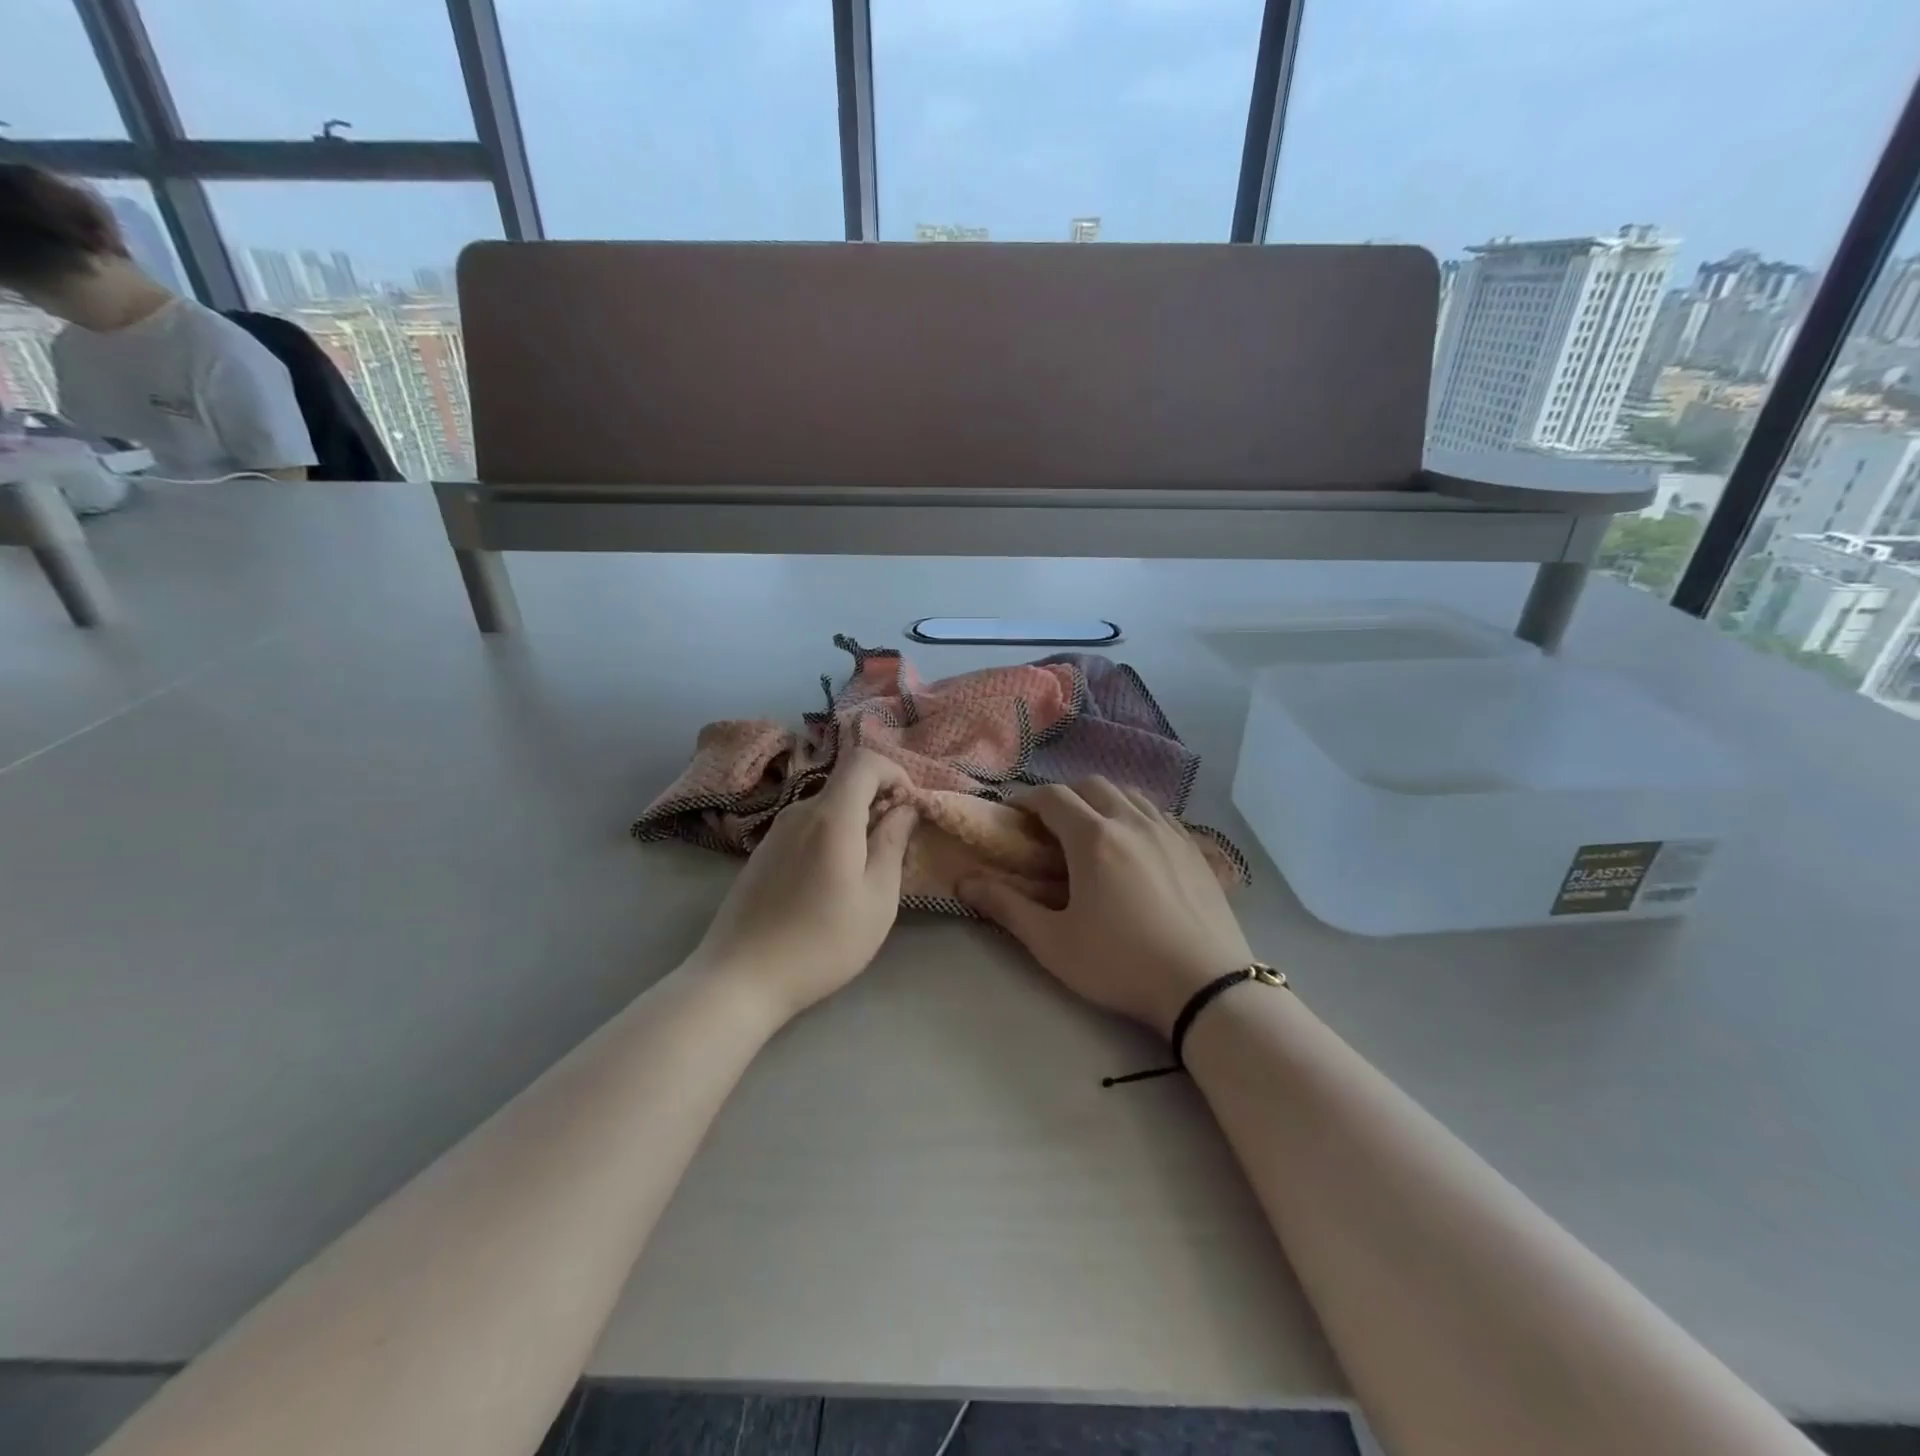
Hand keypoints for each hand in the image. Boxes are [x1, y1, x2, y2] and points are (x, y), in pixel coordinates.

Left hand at [689, 748, 918, 1021]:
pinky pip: (807, 827)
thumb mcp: (877, 899)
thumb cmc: (821, 942)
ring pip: (827, 807)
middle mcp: (799, 811)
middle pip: (846, 783)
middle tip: (896, 845)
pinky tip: (831, 883)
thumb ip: (893, 843)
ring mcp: (775, 831)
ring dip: (855, 822)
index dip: (894, 772)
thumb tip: (905, 807)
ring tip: (867, 870)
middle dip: (879, 800)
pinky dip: (831, 836)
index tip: (910, 807)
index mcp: (831, 816)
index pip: (864, 760)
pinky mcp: (763, 853)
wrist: (740, 978)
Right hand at [959, 779, 1252, 1037]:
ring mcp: (1168, 831)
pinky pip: (1158, 813)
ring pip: (1129, 794)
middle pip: (1091, 785)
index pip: (1052, 797)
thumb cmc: (1121, 964)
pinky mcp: (1195, 848)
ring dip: (1102, 802)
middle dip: (1064, 797)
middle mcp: (1131, 821)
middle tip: (1050, 827)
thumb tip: (964, 882)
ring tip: (1092, 832)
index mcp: (1093, 838)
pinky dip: (1136, 815)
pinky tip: (1135, 845)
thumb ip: (1006, 907)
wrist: (1206, 986)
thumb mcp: (1054, 943)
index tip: (1013, 815)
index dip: (1027, 799)